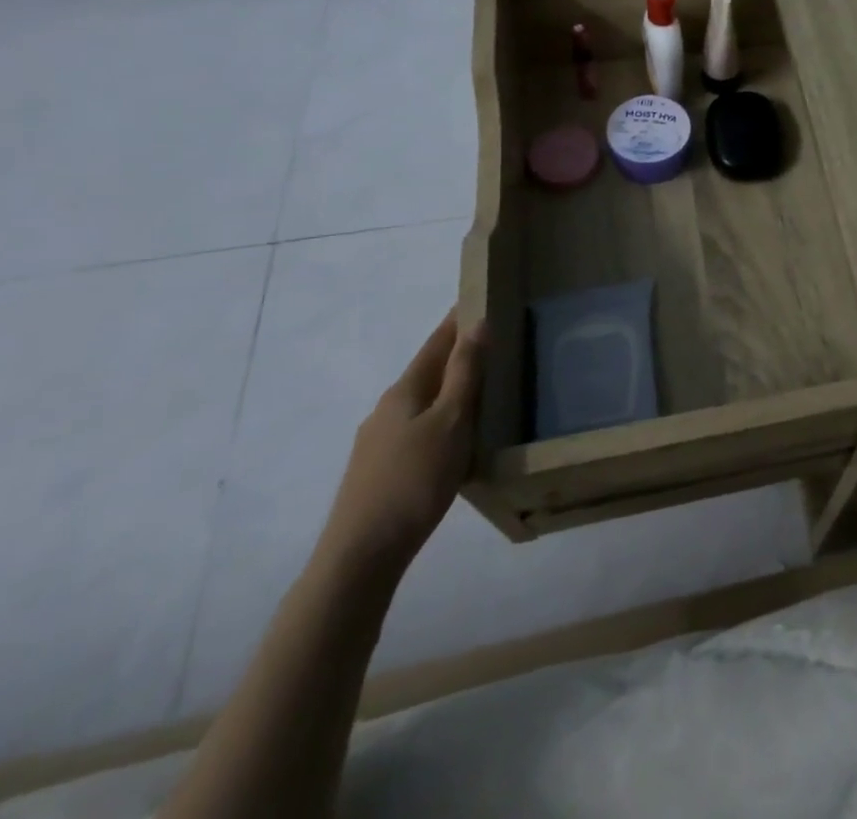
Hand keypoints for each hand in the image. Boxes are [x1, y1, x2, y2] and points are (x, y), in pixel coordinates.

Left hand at [316, 311, 485, 578]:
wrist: (360, 556)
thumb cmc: (413, 480)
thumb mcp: (450, 422)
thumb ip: (465, 373)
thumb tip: (478, 323)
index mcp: (403, 391)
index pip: (436, 343)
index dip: (458, 321)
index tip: (481, 299)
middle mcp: (386, 410)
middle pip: (427, 371)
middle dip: (457, 354)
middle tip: (495, 343)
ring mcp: (378, 443)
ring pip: (422, 403)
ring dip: (450, 390)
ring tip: (484, 389)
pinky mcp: (379, 472)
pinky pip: (418, 430)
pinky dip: (442, 420)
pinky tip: (457, 439)